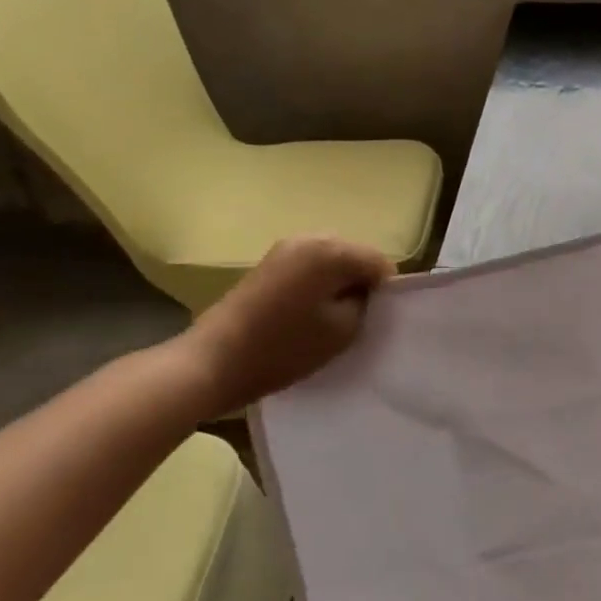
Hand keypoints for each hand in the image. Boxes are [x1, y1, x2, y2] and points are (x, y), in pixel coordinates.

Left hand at [176, 237, 395, 412]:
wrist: (213, 362)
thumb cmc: (284, 347)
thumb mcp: (343, 330)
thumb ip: (366, 303)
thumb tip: (366, 292)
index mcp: (332, 250)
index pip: (380, 263)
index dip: (386, 291)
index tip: (378, 319)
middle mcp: (309, 238)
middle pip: (355, 256)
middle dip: (361, 283)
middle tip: (357, 320)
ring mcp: (284, 248)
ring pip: (332, 261)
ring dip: (338, 284)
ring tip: (331, 318)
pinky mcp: (268, 264)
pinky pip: (310, 266)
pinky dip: (318, 285)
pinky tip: (309, 313)